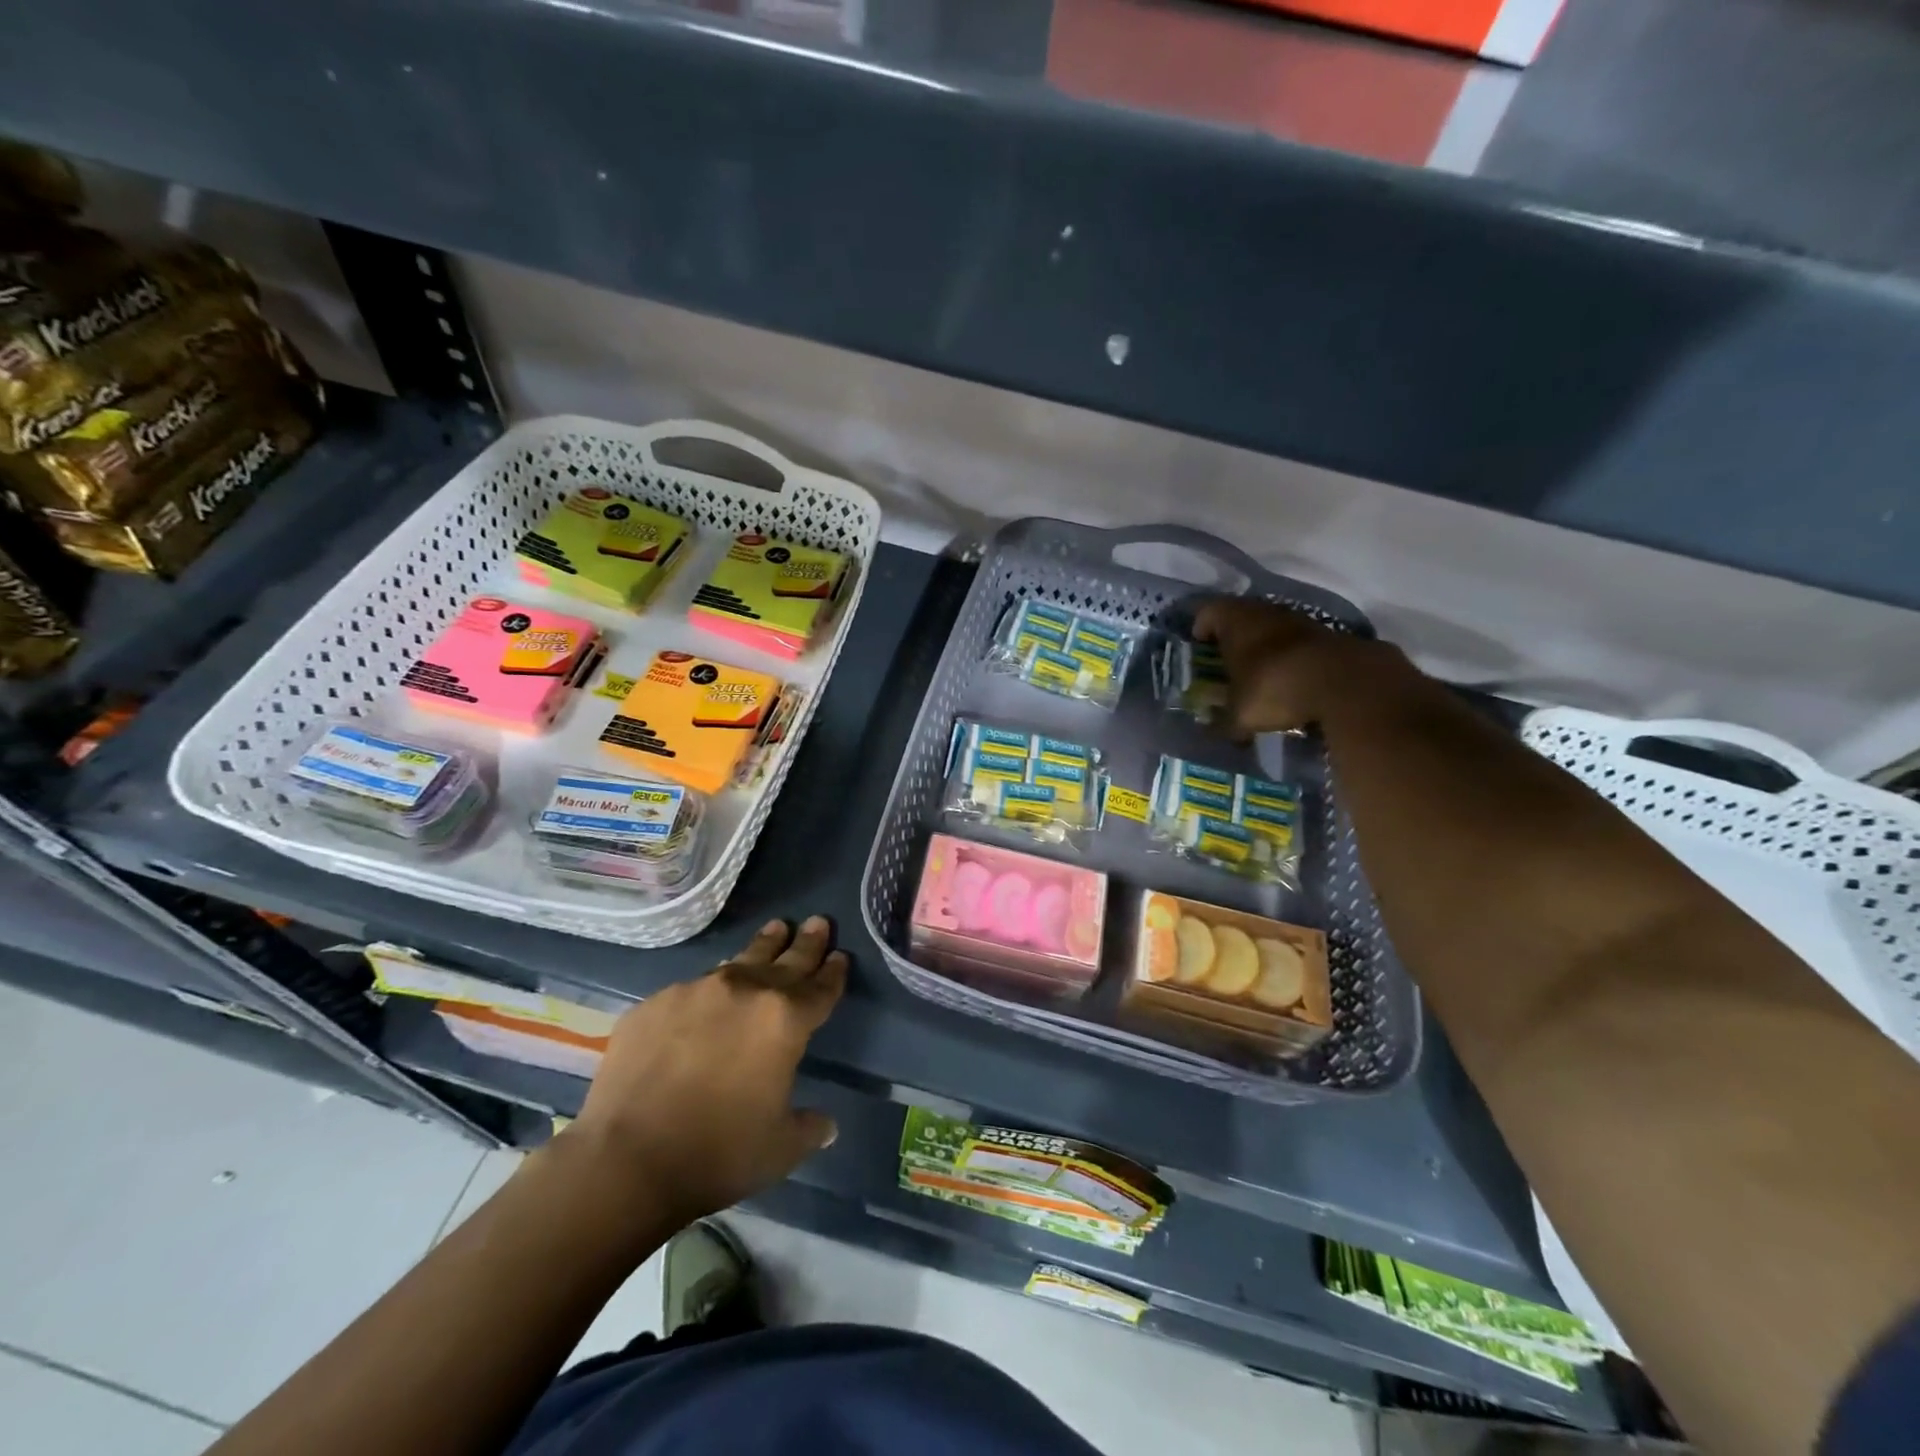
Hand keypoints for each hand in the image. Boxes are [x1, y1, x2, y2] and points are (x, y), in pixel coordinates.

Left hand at [571, 917, 846, 1225]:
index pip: (820, 988)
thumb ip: (810, 1128)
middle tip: (818, 922)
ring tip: (774, 930)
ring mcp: (696, 991)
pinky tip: (707, 998)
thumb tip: (827, 1125)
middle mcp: (745, 991)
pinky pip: (692, 990)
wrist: (625, 1159)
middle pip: (785, 960)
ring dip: (761, 948)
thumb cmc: (718, 1153)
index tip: (840, 956)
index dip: (833, 973)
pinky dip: (709, 990)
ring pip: (738, 962)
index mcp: (785, 1019)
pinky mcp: (654, 1003)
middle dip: (805, 943)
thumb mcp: (780, 1148)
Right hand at [1193, 597, 1407, 735]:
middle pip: (1242, 616)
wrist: (1348, 684)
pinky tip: (1296, 682)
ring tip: (1262, 675)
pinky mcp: (1331, 635)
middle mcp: (1266, 611)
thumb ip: (1223, 722)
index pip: (1207, 612)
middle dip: (1234, 638)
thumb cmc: (1274, 688)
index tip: (1199, 647)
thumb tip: (1213, 731)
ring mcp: (1302, 620)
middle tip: (1227, 663)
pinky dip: (1295, 658)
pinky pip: (1302, 644)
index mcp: (1235, 620)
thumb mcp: (1239, 714)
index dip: (1200, 628)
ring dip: (1267, 647)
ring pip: (1274, 628)